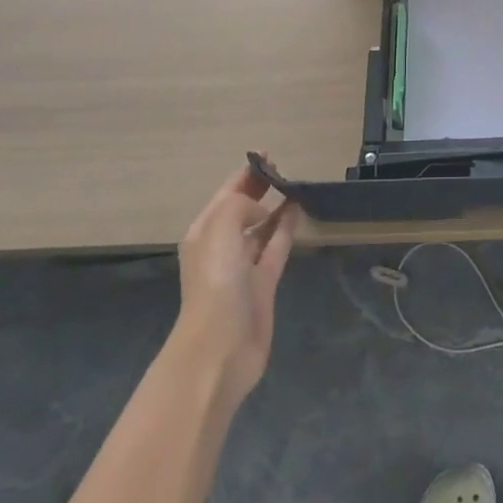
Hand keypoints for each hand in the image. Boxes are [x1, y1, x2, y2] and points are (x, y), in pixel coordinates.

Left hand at [170, 164, 296, 409]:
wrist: (220, 347)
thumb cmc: (215, 282)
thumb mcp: (221, 228)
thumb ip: (241, 205)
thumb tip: (263, 210)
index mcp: (204, 232)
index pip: (226, 194)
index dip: (245, 173)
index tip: (267, 154)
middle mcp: (221, 246)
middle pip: (242, 209)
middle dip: (259, 188)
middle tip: (282, 168)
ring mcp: (243, 267)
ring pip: (261, 228)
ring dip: (275, 207)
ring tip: (295, 186)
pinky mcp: (263, 284)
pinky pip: (276, 247)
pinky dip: (286, 228)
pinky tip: (298, 211)